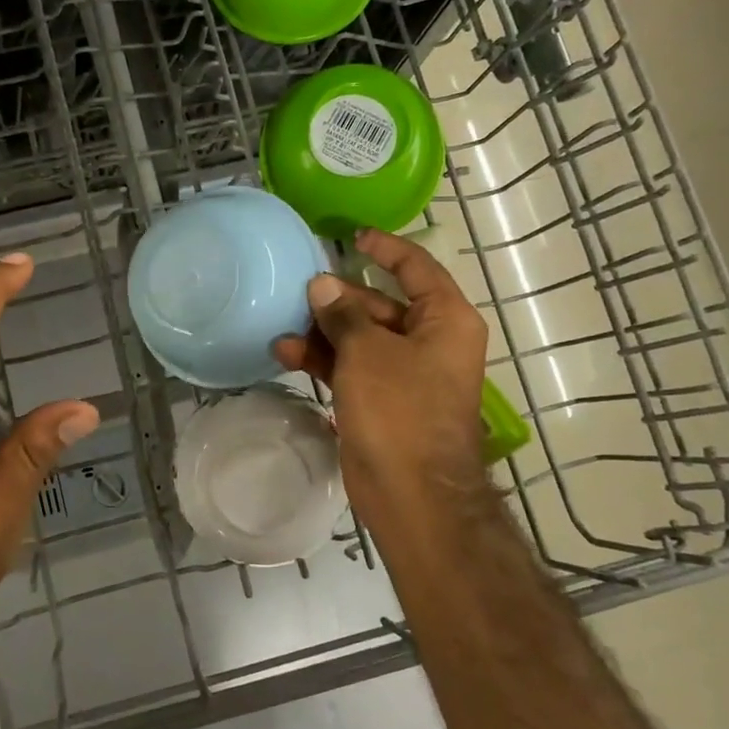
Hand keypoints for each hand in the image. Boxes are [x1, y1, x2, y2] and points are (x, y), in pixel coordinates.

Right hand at [273, 229, 492, 551]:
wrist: (411, 492)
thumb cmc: (399, 409)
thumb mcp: (368, 352)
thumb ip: (344, 313)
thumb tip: (323, 285)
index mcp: (445, 320)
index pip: (416, 268)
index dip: (385, 248)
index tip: (351, 236)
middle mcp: (430, 342)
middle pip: (381, 304)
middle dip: (340, 298)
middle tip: (300, 290)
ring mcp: (405, 374)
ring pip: (361, 338)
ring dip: (324, 331)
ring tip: (284, 326)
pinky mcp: (382, 401)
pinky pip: (352, 367)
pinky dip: (324, 359)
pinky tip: (287, 353)